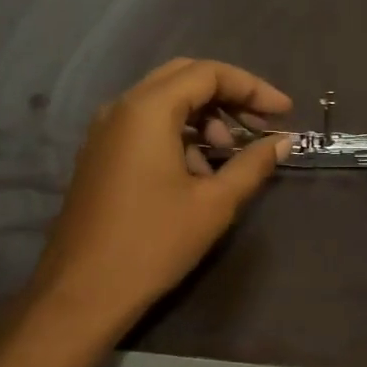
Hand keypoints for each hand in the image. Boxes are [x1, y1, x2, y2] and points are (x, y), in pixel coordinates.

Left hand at [31, 58, 291, 331]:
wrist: (81, 293)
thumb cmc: (153, 244)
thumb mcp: (213, 204)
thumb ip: (252, 164)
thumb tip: (282, 141)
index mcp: (147, 109)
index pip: (208, 73)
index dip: (252, 87)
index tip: (284, 112)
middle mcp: (122, 107)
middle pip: (184, 78)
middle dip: (227, 95)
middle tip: (260, 122)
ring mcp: (105, 130)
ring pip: (163, 101)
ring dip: (203, 116)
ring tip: (228, 154)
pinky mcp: (99, 153)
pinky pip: (145, 124)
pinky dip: (178, 133)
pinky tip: (197, 171)